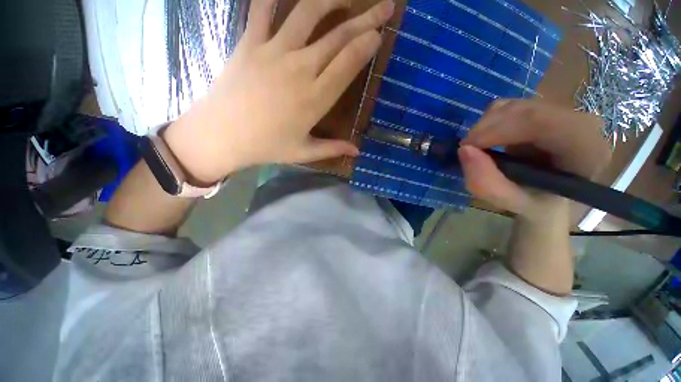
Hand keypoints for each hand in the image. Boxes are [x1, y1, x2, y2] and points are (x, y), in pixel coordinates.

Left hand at [165, 0, 394, 183]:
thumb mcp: (304, 152)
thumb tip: (358, 150)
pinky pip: (263, 8)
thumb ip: (333, 148)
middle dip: (365, 19)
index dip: (367, 45)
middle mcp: (300, 69)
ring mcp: (273, 51)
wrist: (221, 135)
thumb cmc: (266, 147)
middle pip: (338, 36)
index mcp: (315, 99)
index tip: (379, 35)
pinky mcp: (250, 42)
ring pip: (308, 13)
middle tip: (384, 7)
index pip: (348, 63)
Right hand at [458, 99, 610, 221]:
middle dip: (486, 128)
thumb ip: (488, 183)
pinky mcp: (546, 109)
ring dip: (486, 126)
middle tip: (466, 150)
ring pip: (514, 106)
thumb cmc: (536, 204)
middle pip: (525, 110)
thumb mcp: (511, 203)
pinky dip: (490, 122)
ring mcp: (564, 112)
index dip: (498, 130)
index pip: (542, 122)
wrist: (549, 197)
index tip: (467, 147)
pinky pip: (510, 106)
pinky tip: (489, 140)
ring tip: (478, 148)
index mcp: (586, 150)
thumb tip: (464, 150)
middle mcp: (581, 123)